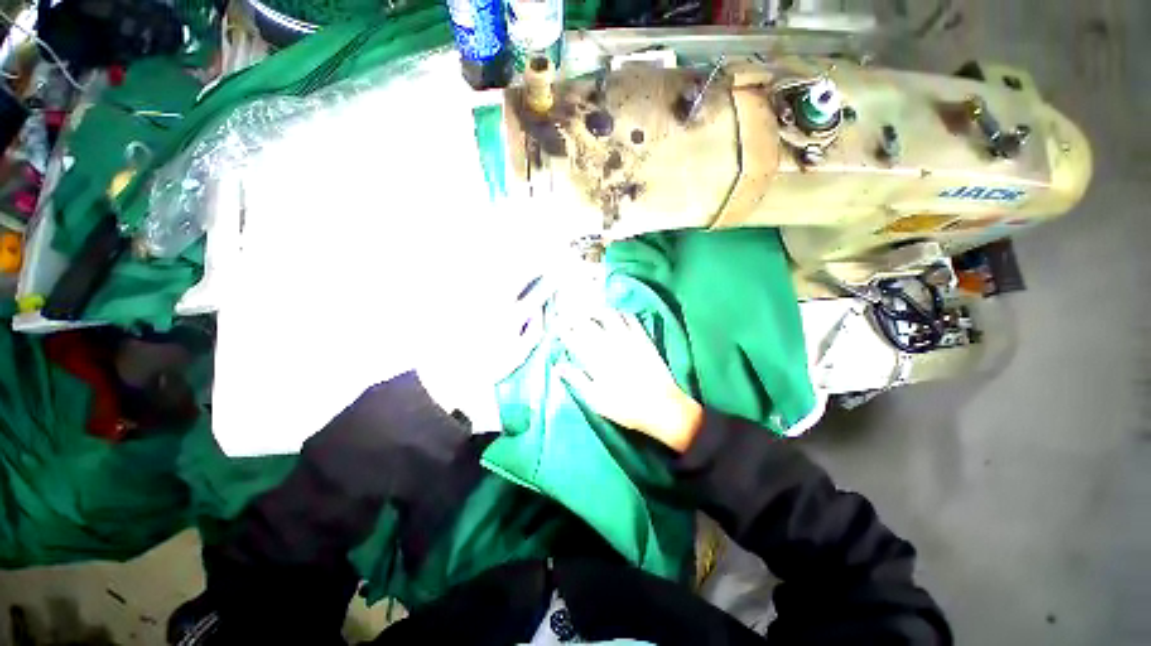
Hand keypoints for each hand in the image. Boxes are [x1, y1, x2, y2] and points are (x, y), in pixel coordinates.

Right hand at [557, 310, 702, 451]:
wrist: (662, 407)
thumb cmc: (625, 407)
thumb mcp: (596, 400)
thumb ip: (577, 380)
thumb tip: (558, 366)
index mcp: (595, 360)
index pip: (573, 338)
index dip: (563, 330)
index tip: (556, 327)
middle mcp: (609, 344)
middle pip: (587, 323)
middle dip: (574, 316)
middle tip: (568, 315)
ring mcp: (628, 339)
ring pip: (608, 315)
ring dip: (596, 310)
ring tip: (589, 311)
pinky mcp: (643, 338)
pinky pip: (630, 318)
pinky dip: (619, 313)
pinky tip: (616, 314)